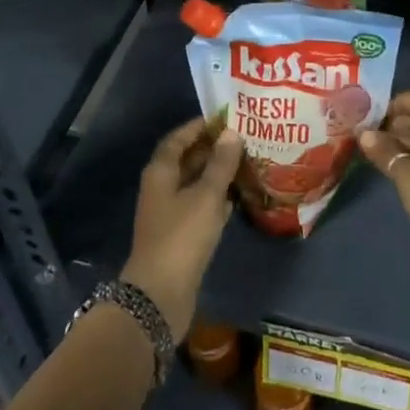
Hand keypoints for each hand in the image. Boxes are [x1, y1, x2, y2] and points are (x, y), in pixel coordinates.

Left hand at [121, 119, 241, 339]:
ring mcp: (170, 212)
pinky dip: (217, 199)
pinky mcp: (181, 234)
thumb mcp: (206, 196)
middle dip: (213, 149)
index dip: (199, 126)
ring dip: (218, 174)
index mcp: (161, 172)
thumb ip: (221, 164)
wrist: (161, 293)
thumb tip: (232, 133)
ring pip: (196, 184)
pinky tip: (239, 197)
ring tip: (248, 162)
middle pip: (187, 160)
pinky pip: (201, 206)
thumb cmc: (182, 236)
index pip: (178, 138)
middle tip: (244, 138)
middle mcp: (162, 188)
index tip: (225, 117)